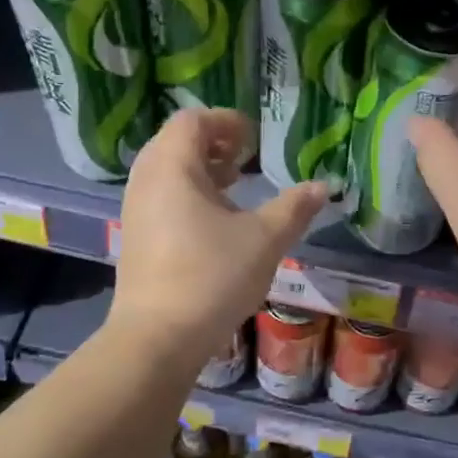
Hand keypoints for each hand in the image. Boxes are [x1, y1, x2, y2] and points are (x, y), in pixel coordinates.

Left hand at [110, 109, 326, 364]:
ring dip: (201, 172)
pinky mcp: (134, 237)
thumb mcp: (265, 239)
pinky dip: (187, 195)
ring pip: (167, 172)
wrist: (158, 337)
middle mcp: (146, 180)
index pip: (193, 120)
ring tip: (233, 191)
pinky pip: (161, 197)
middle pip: (176, 142)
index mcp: (172, 166)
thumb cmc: (212, 276)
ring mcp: (135, 210)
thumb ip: (295, 208)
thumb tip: (323, 187)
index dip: (226, 122)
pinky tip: (214, 226)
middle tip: (244, 162)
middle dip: (214, 145)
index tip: (254, 141)